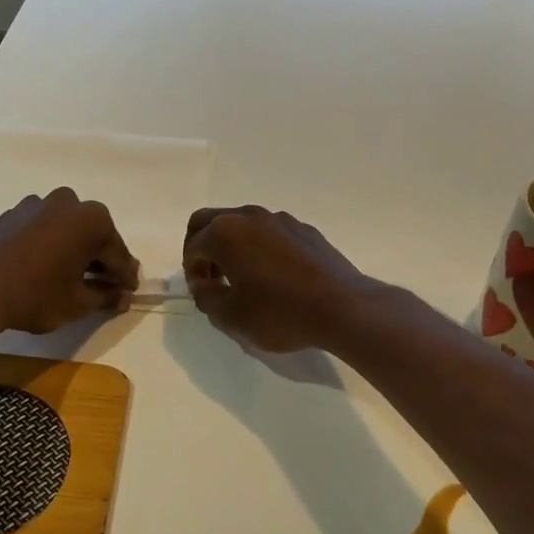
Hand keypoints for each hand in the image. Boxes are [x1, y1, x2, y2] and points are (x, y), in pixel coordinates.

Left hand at [0, 189, 138, 335]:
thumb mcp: (78, 303)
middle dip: (102, 261)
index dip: (126, 277)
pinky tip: (47, 269)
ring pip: (68, 231)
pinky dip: (52, 247)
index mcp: (92, 220)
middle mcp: (69, 202)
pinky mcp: (13, 214)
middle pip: (95, 236)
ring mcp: (37, 204)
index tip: (131, 291)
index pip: (118, 254)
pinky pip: (44, 230)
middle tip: (107, 286)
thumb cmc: (35, 296)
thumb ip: (106, 296)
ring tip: (75, 279)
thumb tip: (123, 296)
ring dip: (76, 251)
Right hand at [183, 206, 378, 352]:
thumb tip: (202, 284)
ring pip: (242, 224)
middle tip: (210, 277)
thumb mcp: (230, 316)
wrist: (342, 308)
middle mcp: (249, 216)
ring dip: (231, 246)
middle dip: (203, 247)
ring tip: (241, 279)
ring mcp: (280, 220)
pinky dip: (259, 248)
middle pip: (210, 221)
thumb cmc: (279, 313)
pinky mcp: (305, 230)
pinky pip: (270, 233)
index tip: (202, 294)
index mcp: (225, 232)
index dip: (191, 272)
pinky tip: (273, 277)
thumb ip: (205, 297)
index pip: (193, 246)